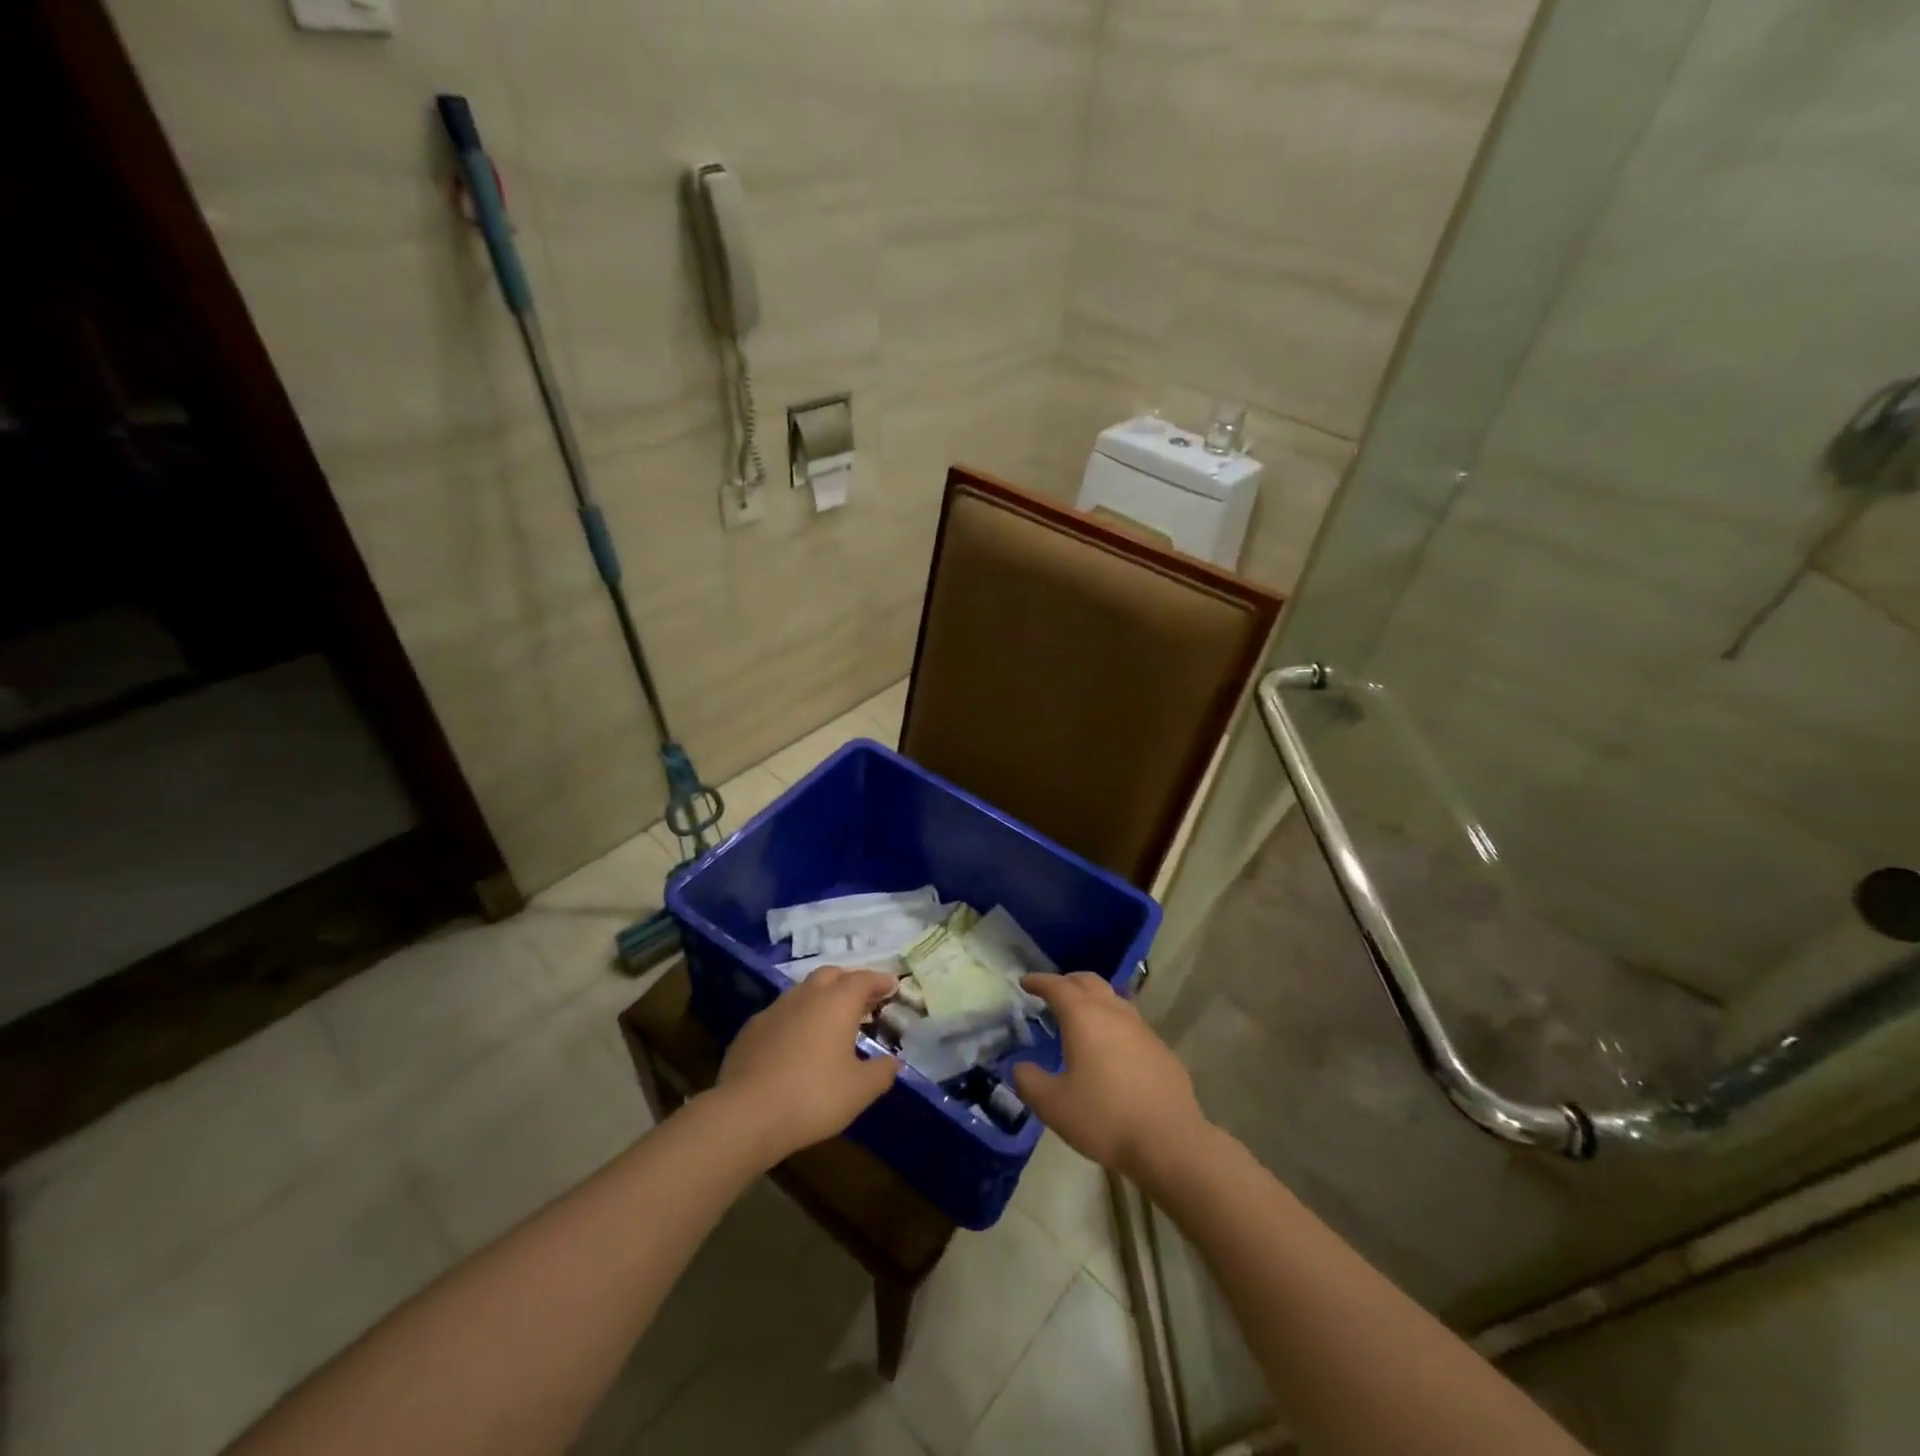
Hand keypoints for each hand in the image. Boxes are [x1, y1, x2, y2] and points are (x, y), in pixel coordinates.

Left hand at [716, 967, 900, 1164]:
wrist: (746, 1114)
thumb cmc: (813, 1097)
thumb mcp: (860, 1091)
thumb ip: (882, 1073)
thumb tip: (893, 1063)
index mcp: (837, 1002)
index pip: (864, 979)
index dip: (881, 981)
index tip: (892, 986)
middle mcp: (806, 995)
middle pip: (832, 975)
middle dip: (850, 982)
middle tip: (863, 1001)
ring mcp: (774, 1009)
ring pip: (804, 992)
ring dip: (821, 999)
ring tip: (831, 1023)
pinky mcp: (751, 1029)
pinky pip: (781, 1014)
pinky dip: (796, 1020)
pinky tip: (796, 1044)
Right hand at [1012, 972, 1208, 1184]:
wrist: (1170, 1141)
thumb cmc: (1105, 1118)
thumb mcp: (1053, 1106)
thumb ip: (1029, 1082)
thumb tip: (1020, 1068)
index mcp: (1084, 1017)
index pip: (1058, 986)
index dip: (1039, 981)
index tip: (1026, 982)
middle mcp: (1114, 1013)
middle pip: (1089, 982)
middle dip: (1068, 981)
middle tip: (1052, 992)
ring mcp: (1142, 1029)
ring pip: (1114, 999)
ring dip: (1094, 999)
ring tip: (1081, 1016)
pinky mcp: (1161, 1049)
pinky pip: (1131, 1023)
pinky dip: (1113, 1022)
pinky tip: (1111, 1047)